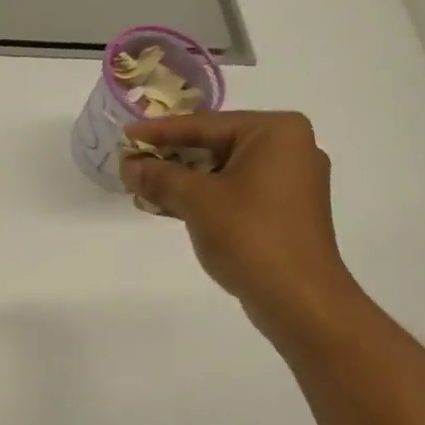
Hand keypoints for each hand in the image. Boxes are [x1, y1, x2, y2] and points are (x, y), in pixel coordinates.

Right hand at [122, 111, 357, 338]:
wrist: (299, 300)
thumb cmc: (251, 237)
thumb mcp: (198, 201)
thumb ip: (161, 177)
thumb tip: (130, 166)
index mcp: (276, 131)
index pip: (205, 124)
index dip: (159, 132)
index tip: (125, 135)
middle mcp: (290, 148)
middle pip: (215, 145)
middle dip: (171, 158)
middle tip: (130, 165)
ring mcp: (290, 182)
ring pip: (224, 172)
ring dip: (183, 181)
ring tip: (142, 189)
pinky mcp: (285, 212)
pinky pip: (236, 194)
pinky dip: (204, 199)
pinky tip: (170, 207)